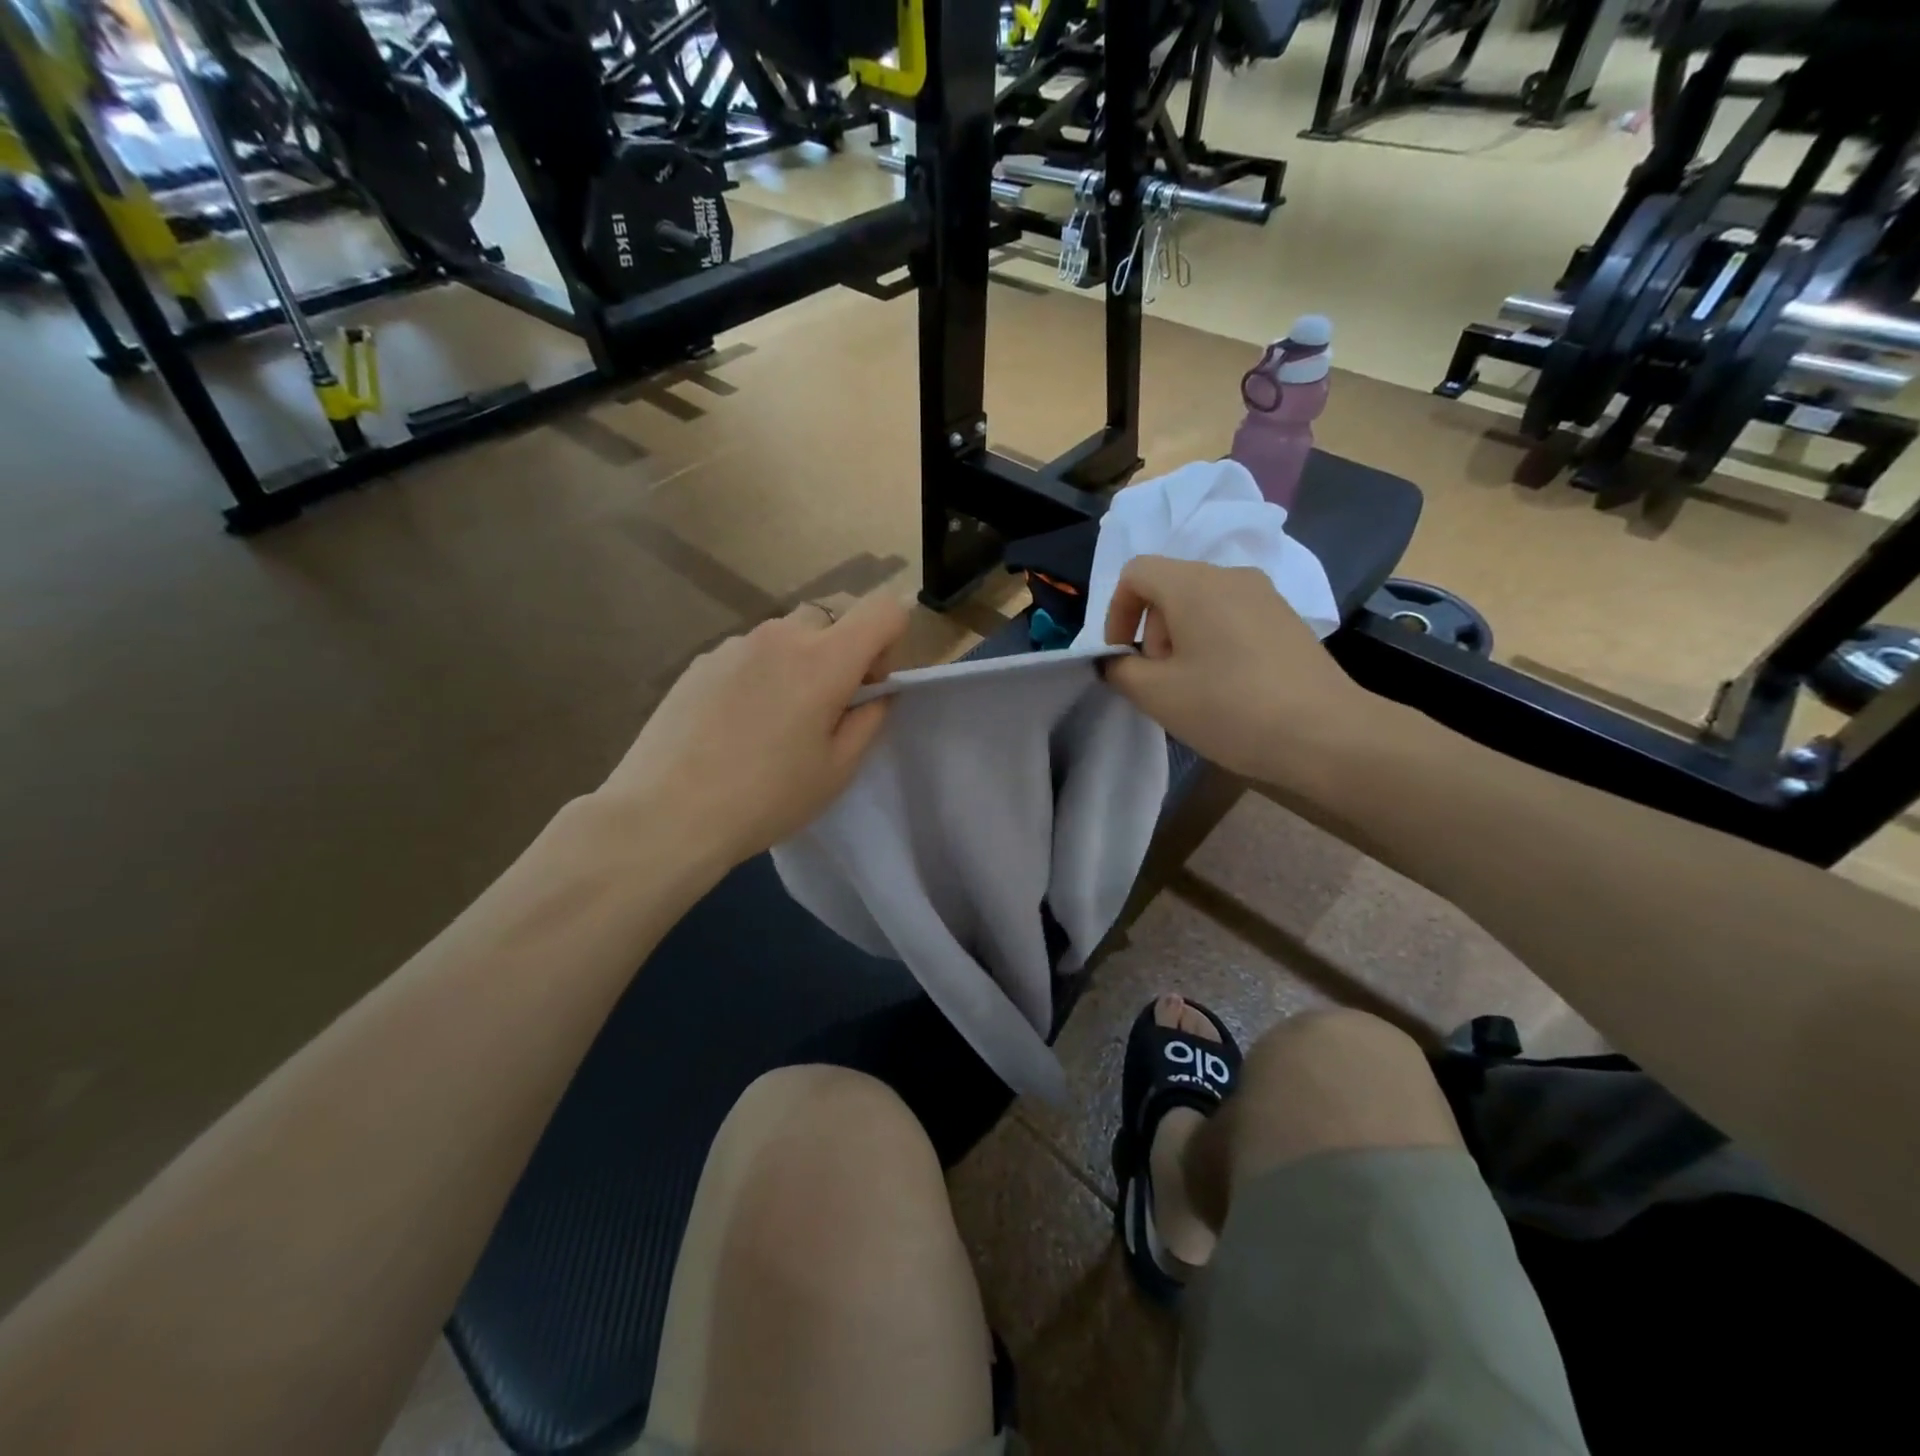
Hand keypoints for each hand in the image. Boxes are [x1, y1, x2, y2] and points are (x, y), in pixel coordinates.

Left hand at [601, 596, 908, 869]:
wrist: (666, 814)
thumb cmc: (766, 798)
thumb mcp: (837, 770)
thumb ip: (870, 720)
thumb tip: (877, 693)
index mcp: (824, 660)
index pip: (882, 609)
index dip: (891, 641)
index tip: (869, 686)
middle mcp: (780, 636)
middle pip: (832, 616)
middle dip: (844, 650)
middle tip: (827, 706)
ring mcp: (734, 645)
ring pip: (787, 634)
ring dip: (800, 661)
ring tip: (776, 721)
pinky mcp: (700, 661)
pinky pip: (749, 652)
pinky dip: (761, 673)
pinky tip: (736, 724)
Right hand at [1101, 556, 1368, 781]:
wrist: (1325, 734)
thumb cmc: (1229, 708)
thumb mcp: (1156, 694)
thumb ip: (1120, 670)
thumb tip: (1115, 660)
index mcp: (1193, 584)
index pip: (1135, 572)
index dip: (1116, 612)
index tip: (1122, 656)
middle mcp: (1231, 576)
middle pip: (1170, 587)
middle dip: (1152, 630)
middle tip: (1160, 679)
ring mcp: (1265, 596)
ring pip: (1202, 603)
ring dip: (1182, 639)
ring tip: (1194, 687)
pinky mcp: (1287, 619)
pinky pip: (1233, 617)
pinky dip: (1214, 642)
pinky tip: (1228, 687)